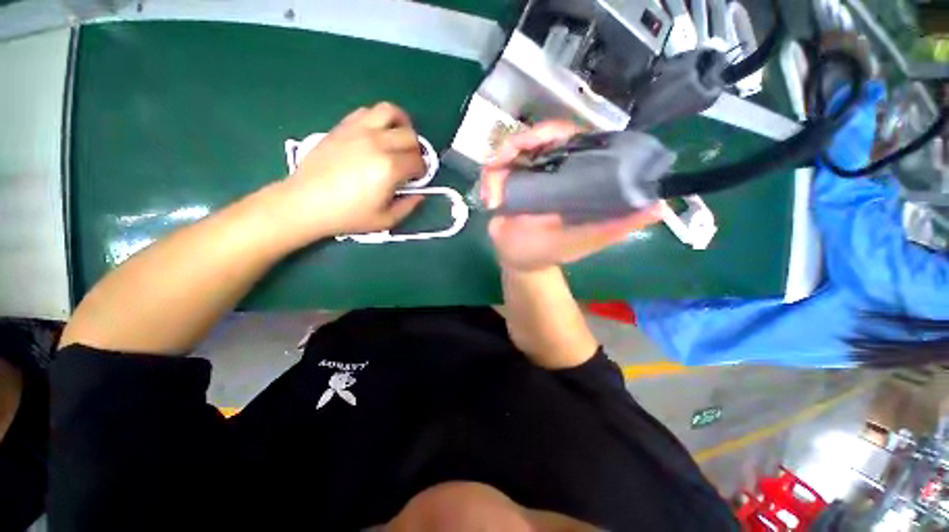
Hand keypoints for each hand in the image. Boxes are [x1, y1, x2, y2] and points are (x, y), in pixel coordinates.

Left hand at [273, 102, 426, 245]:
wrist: (307, 202)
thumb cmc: (348, 215)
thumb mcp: (386, 220)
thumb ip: (408, 206)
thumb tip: (419, 194)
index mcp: (390, 167)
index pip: (418, 160)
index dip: (422, 171)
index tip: (417, 179)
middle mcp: (377, 142)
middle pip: (410, 136)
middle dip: (416, 150)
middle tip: (410, 163)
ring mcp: (359, 130)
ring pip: (390, 111)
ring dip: (402, 124)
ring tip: (399, 138)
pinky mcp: (343, 126)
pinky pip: (368, 111)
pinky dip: (379, 119)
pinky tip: (377, 135)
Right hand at [480, 121, 660, 271]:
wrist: (520, 261)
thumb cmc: (551, 251)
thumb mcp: (587, 239)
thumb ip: (617, 225)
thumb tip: (658, 205)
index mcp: (574, 177)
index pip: (574, 140)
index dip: (560, 132)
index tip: (544, 139)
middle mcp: (552, 169)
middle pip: (541, 136)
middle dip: (524, 140)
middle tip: (509, 156)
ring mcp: (527, 174)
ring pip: (514, 147)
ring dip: (502, 157)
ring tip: (494, 187)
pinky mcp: (506, 182)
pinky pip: (495, 167)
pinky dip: (490, 176)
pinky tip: (489, 196)